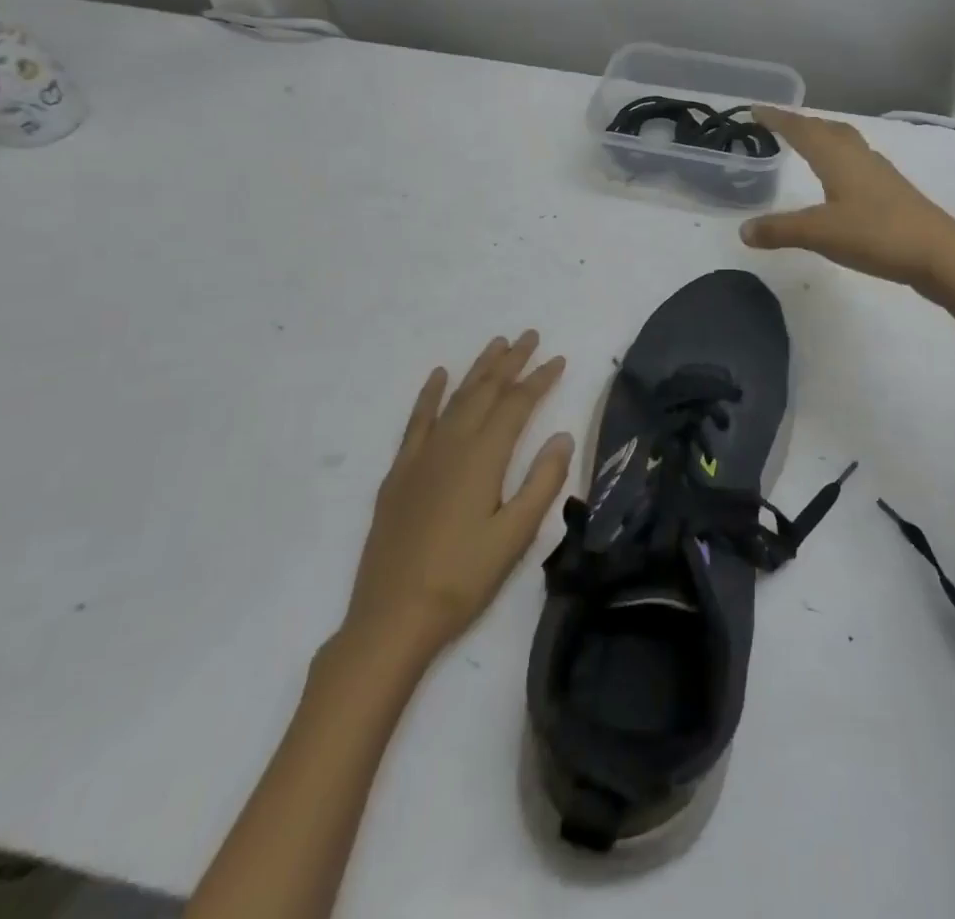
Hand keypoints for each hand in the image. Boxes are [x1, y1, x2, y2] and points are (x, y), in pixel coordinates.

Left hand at [336, 332, 573, 664]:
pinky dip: (430, 395)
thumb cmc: (463, 578)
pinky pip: (417, 420)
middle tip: (530, 337)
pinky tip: (438, 377)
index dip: (539, 379)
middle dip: (510, 361)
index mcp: (483, 457)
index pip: (517, 405)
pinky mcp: (400, 473)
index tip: (558, 359)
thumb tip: (563, 435)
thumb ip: (542, 482)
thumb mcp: (516, 535)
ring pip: (455, 398)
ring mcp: (421, 457)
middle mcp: (452, 445)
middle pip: (486, 391)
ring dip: (477, 369)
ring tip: (496, 344)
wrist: (392, 617)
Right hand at [740, 107, 954, 290]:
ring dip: (824, 138)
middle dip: (801, 124)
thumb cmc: (876, 234)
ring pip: (846, 143)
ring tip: (808, 144)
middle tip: (779, 125)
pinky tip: (842, 179)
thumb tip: (743, 230)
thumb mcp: (820, 233)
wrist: (939, 253)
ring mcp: (880, 173)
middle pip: (827, 129)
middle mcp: (859, 157)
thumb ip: (780, 230)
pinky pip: (858, 162)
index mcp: (838, 158)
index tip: (755, 110)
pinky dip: (840, 159)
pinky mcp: (893, 192)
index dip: (778, 119)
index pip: (802, 130)